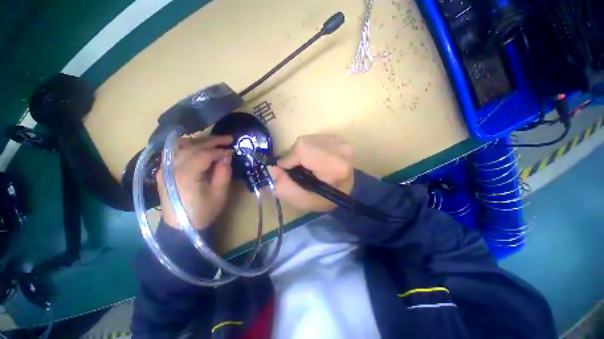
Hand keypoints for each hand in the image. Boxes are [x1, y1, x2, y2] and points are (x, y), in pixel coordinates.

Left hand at [156, 135, 232, 229]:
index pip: (204, 154)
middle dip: (212, 141)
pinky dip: (189, 146)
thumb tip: (227, 155)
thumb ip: (223, 173)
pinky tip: (199, 147)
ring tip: (215, 142)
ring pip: (181, 146)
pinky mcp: (163, 171)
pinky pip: (175, 152)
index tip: (232, 151)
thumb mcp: (219, 194)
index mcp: (186, 176)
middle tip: (228, 139)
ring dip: (200, 141)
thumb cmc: (203, 212)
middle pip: (192, 146)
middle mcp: (172, 168)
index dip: (219, 151)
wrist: (180, 228)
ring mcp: (164, 168)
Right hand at [269, 134, 353, 211]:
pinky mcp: (338, 137)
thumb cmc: (326, 198)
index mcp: (336, 166)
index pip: (303, 149)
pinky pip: (313, 138)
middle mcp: (341, 149)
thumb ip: (286, 188)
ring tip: (308, 165)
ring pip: (307, 139)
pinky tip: (314, 158)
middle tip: (299, 169)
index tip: (289, 171)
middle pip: (304, 143)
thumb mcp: (304, 202)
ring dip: (301, 152)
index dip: (290, 159)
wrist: (346, 189)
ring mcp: (341, 141)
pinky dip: (308, 148)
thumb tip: (273, 168)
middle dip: (295, 156)